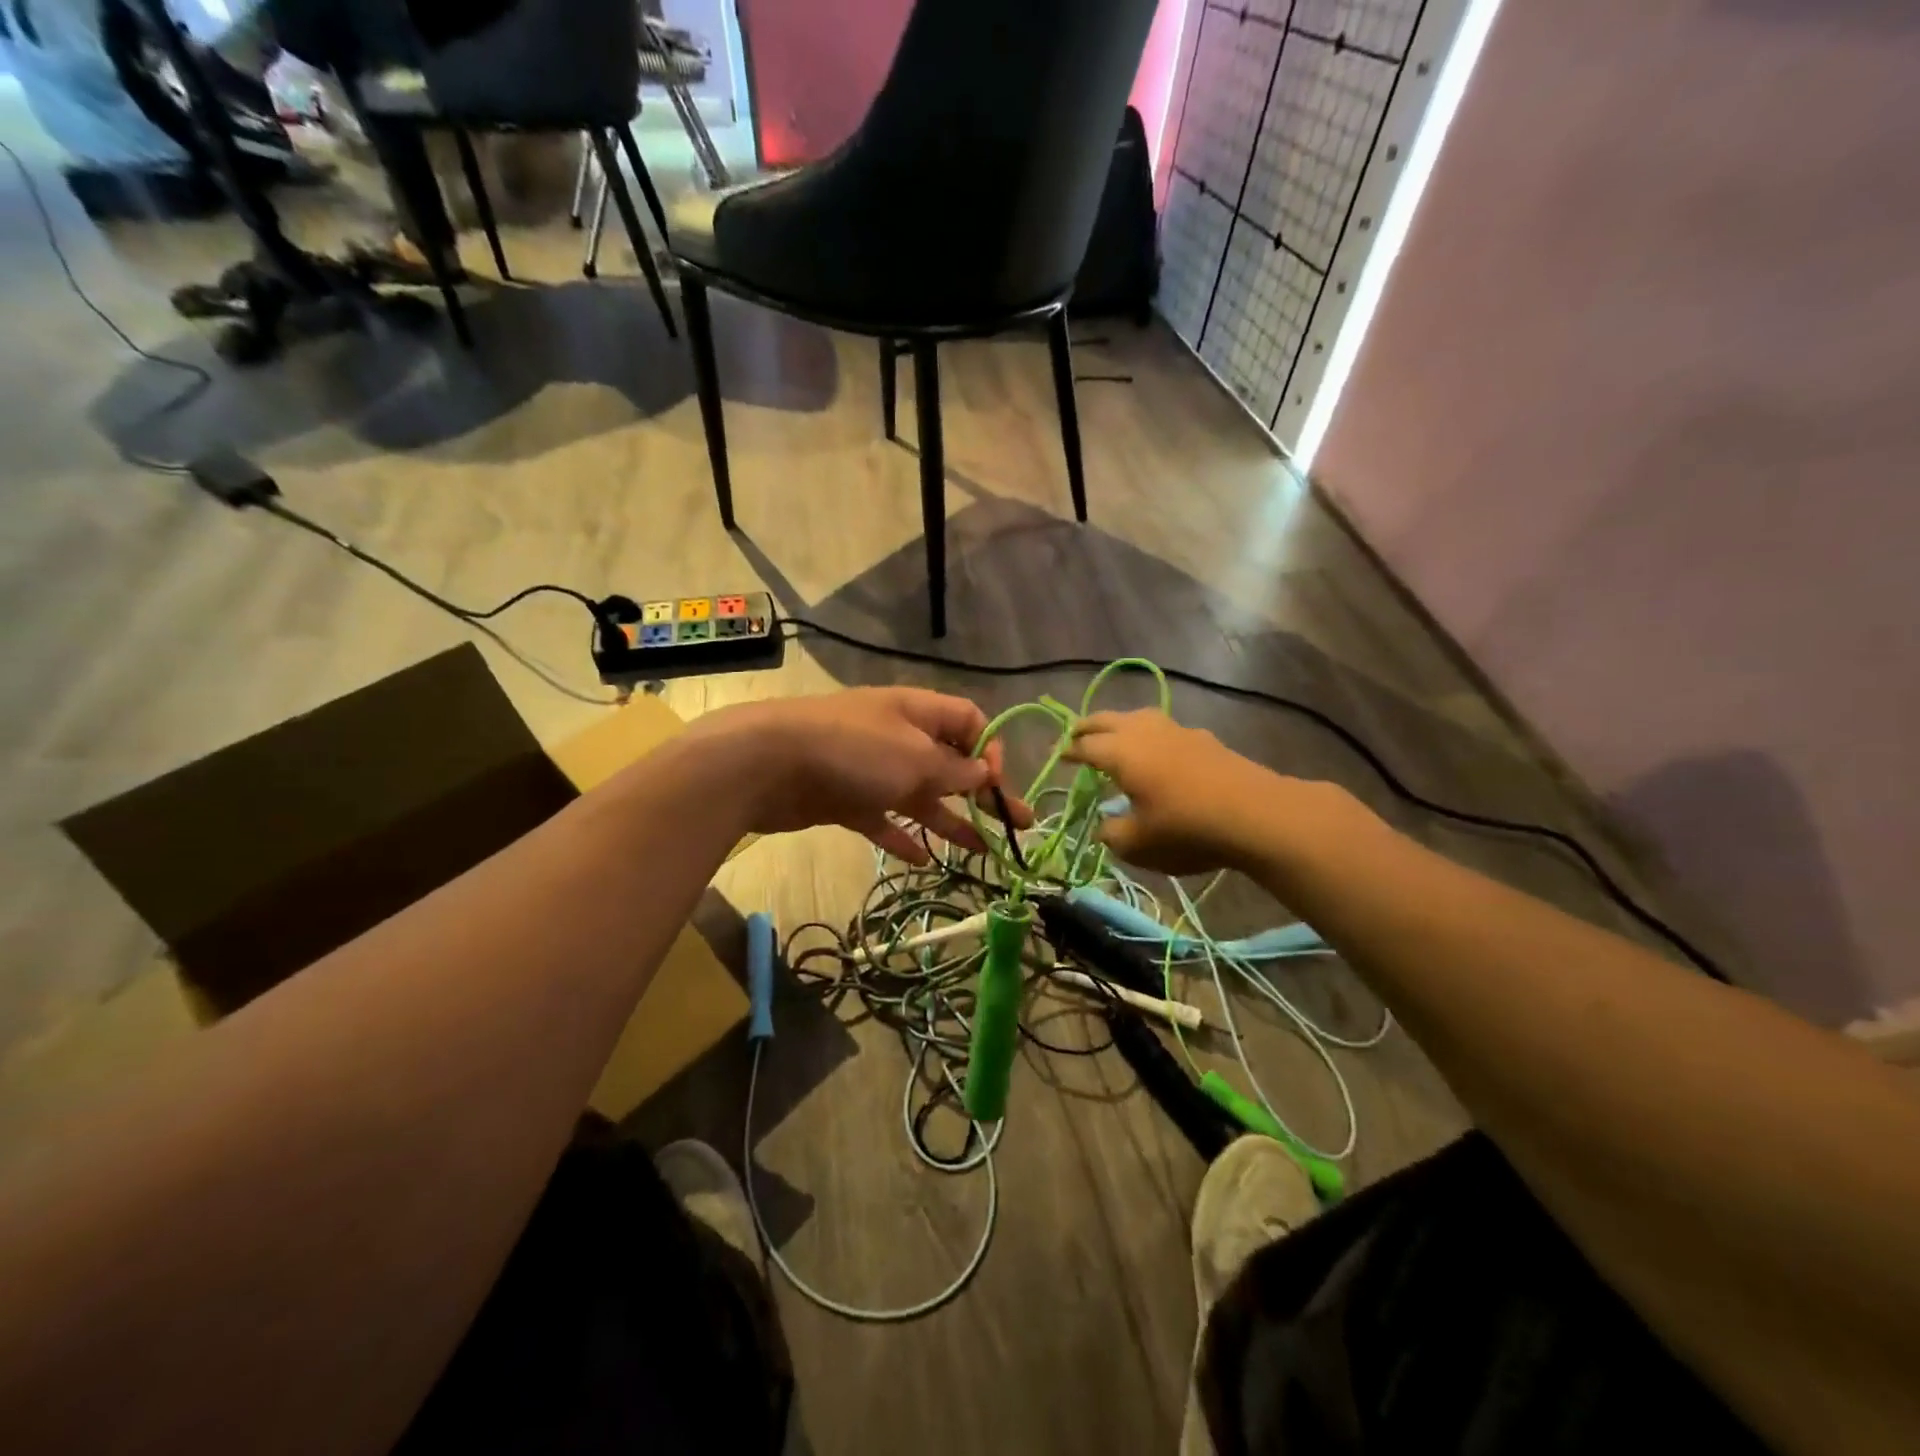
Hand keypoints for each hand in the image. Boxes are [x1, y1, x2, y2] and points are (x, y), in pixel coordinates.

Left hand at [684, 688, 1027, 863]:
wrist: (767, 762)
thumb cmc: (854, 750)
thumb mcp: (917, 758)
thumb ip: (954, 770)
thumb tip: (984, 774)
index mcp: (918, 712)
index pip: (969, 721)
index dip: (989, 750)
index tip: (996, 785)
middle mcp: (898, 736)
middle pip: (950, 764)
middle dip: (983, 794)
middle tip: (1017, 825)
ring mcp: (870, 769)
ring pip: (919, 795)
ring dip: (949, 821)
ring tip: (981, 852)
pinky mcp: (845, 799)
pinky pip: (883, 818)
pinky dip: (902, 836)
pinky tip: (923, 860)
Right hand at [1065, 710, 1288, 874]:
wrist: (1257, 815)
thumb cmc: (1187, 830)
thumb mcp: (1138, 845)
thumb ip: (1113, 834)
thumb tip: (1105, 826)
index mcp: (1121, 754)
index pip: (1085, 746)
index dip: (1069, 751)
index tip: (1057, 756)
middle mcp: (1145, 733)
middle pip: (1108, 720)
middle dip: (1088, 726)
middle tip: (1075, 734)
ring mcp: (1177, 731)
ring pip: (1139, 717)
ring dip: (1120, 724)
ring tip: (1114, 736)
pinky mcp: (1204, 739)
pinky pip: (1164, 728)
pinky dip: (1149, 735)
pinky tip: (1157, 751)